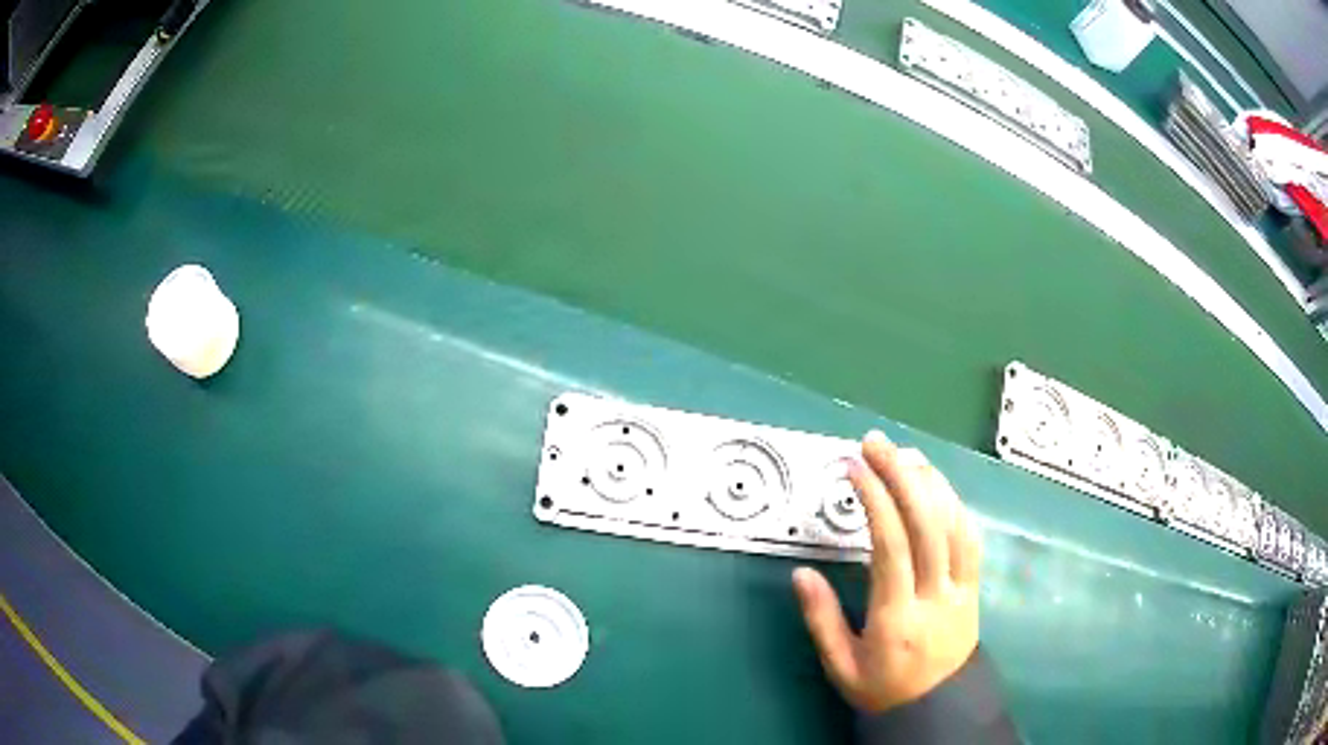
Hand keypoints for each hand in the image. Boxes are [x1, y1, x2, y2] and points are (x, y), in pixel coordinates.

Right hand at [793, 431, 982, 712]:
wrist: (936, 708)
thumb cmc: (882, 688)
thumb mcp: (841, 666)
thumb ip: (821, 620)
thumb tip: (801, 573)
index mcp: (898, 618)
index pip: (892, 547)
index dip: (876, 501)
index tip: (856, 468)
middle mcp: (936, 596)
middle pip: (927, 524)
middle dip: (901, 476)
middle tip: (877, 443)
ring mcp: (962, 589)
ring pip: (954, 525)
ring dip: (931, 482)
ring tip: (906, 455)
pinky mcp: (975, 587)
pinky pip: (971, 538)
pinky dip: (955, 505)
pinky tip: (938, 487)